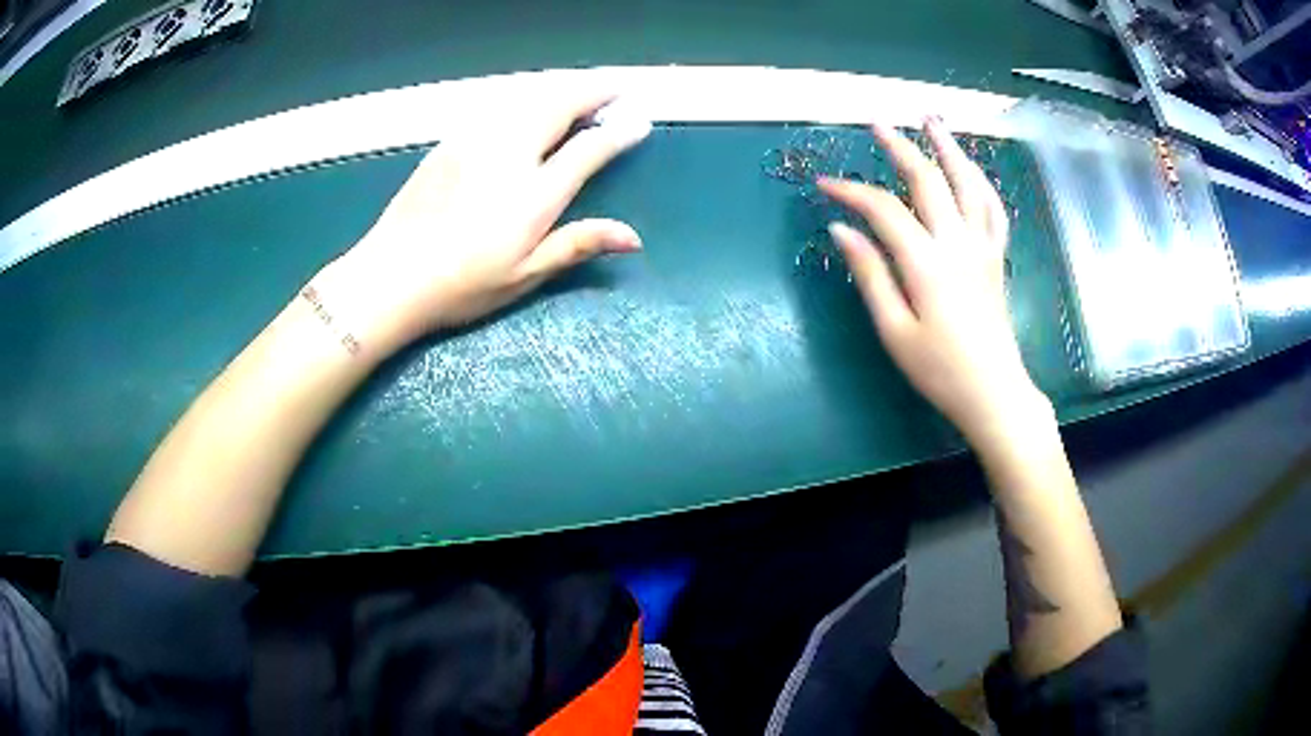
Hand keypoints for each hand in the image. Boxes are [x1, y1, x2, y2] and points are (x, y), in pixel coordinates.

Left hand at [314, 89, 651, 354]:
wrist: (390, 276)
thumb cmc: (461, 285)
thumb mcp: (524, 275)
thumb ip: (577, 245)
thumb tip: (633, 237)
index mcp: (533, 194)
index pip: (588, 149)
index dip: (618, 133)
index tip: (639, 122)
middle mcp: (509, 155)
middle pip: (559, 106)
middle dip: (594, 91)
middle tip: (617, 87)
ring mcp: (476, 142)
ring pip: (528, 99)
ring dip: (562, 89)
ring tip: (582, 90)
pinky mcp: (451, 142)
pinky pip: (499, 107)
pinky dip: (527, 99)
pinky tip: (530, 107)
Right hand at [820, 118, 1049, 444]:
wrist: (994, 393)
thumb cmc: (940, 370)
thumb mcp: (894, 331)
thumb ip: (871, 275)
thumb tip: (841, 230)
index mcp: (926, 263)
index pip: (883, 209)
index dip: (851, 191)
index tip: (824, 184)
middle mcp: (957, 243)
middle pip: (929, 180)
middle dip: (900, 148)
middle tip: (877, 124)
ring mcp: (982, 247)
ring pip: (969, 183)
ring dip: (949, 147)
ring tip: (932, 120)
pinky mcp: (996, 257)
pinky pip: (993, 208)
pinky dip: (981, 181)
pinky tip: (972, 169)